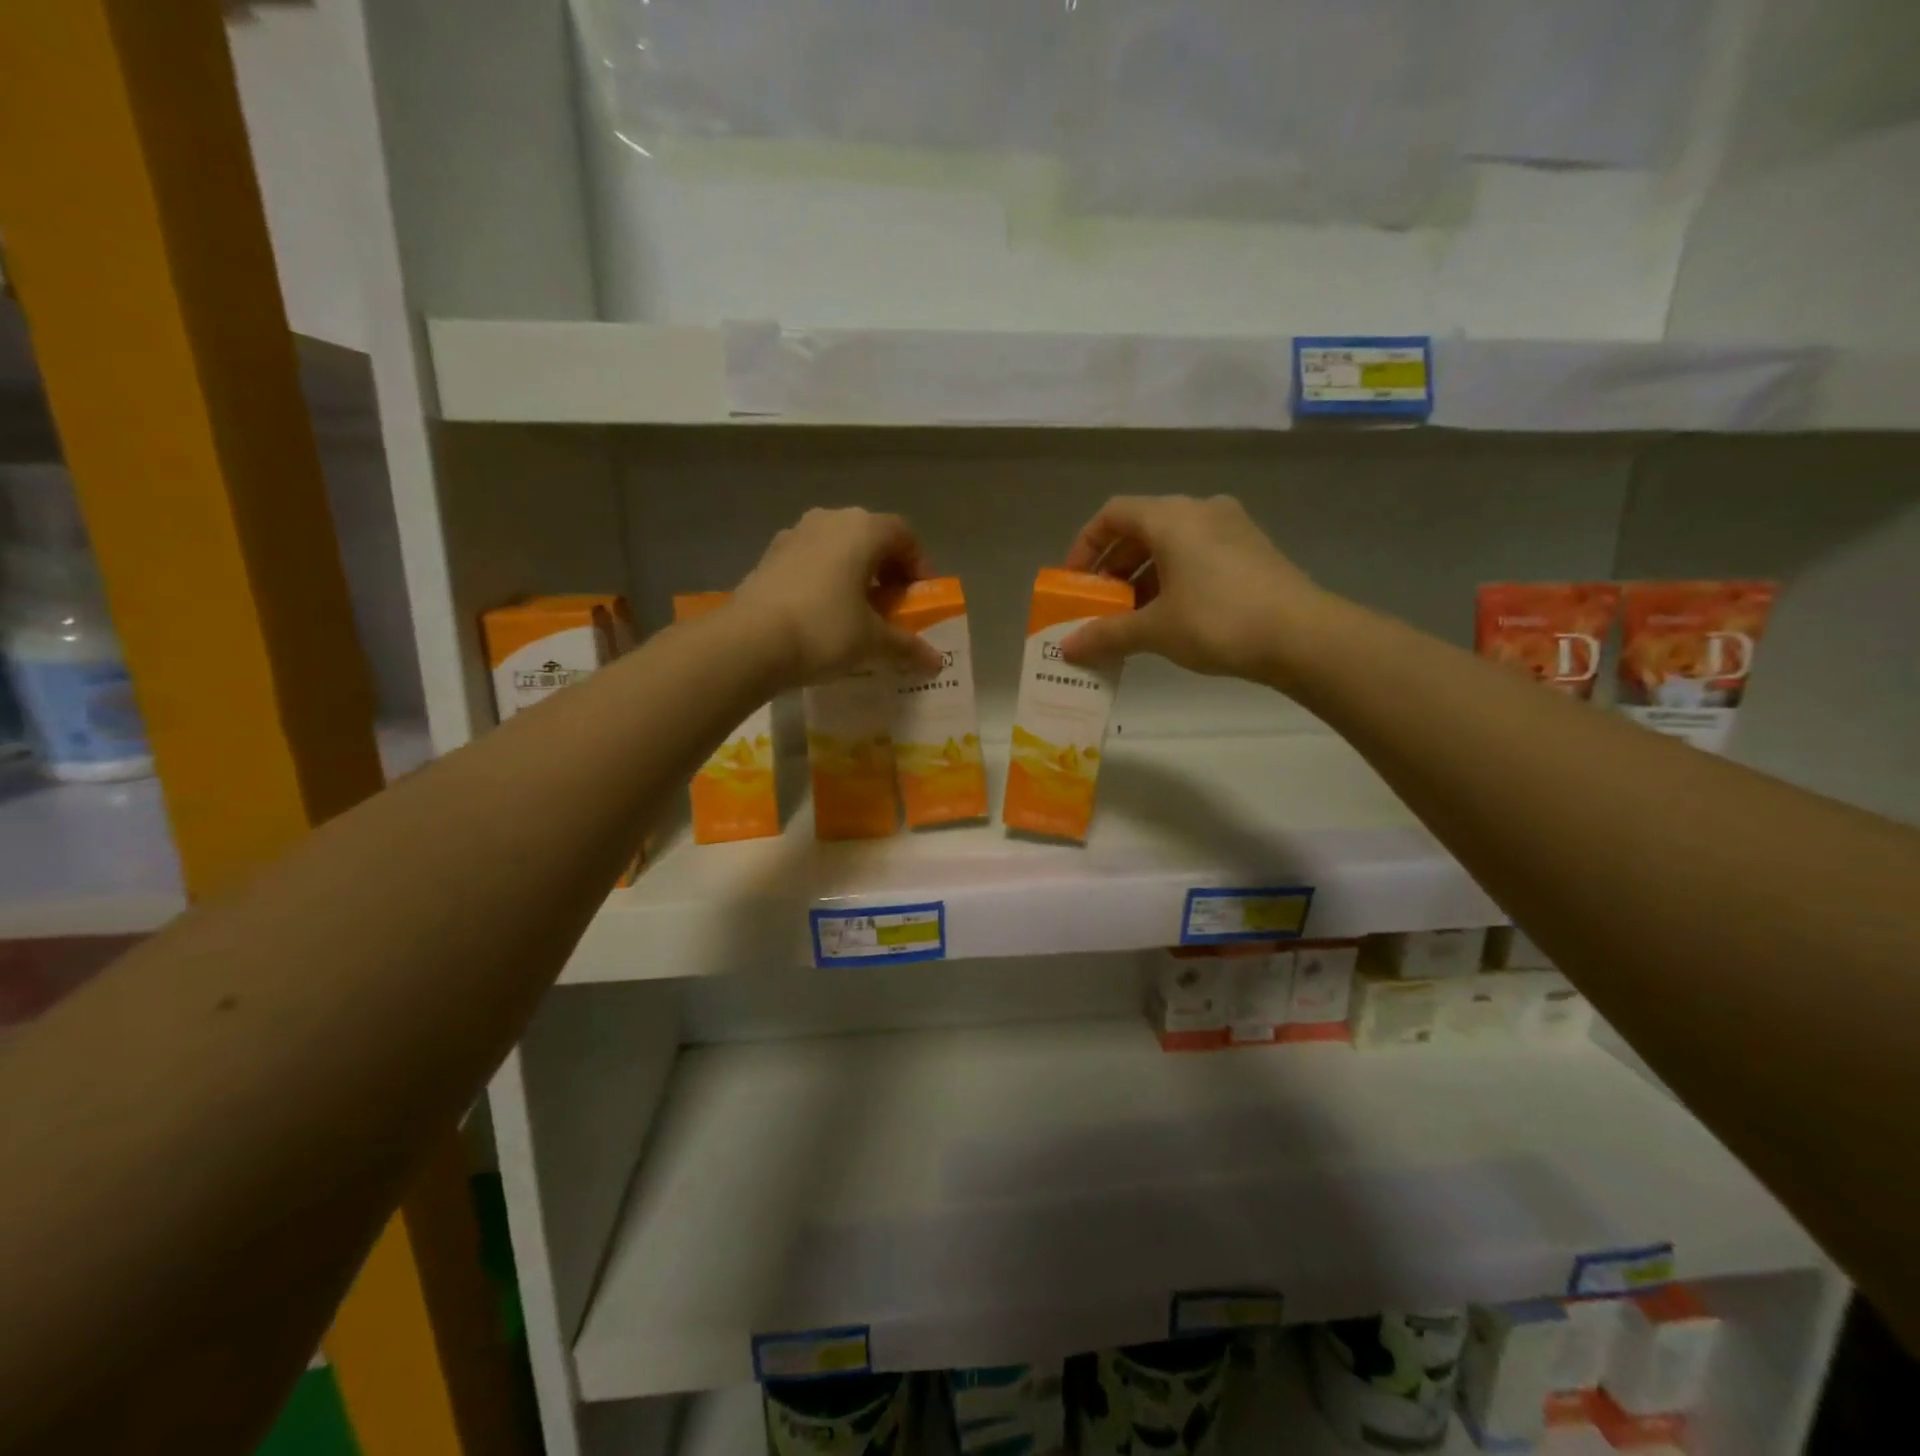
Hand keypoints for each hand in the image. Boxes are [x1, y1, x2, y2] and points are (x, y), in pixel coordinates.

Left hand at [733, 508, 943, 687]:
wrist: (748, 642)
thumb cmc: (824, 630)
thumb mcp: (873, 643)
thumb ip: (908, 647)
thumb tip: (936, 663)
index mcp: (862, 530)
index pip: (904, 535)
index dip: (919, 565)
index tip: (922, 597)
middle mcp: (828, 521)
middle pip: (870, 538)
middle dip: (887, 571)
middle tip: (893, 606)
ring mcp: (793, 536)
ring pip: (837, 549)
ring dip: (854, 575)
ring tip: (858, 612)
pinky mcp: (768, 558)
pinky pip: (810, 563)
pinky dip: (825, 581)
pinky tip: (823, 615)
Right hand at [1058, 495, 1325, 684]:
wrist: (1303, 636)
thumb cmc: (1218, 621)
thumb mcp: (1155, 630)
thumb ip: (1106, 634)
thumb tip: (1067, 649)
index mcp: (1172, 516)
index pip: (1112, 515)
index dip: (1084, 546)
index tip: (1073, 582)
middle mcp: (1200, 510)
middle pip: (1140, 528)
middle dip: (1112, 567)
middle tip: (1098, 604)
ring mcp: (1231, 528)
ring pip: (1170, 544)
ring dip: (1141, 576)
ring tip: (1130, 617)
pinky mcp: (1251, 550)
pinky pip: (1196, 554)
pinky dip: (1172, 578)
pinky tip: (1169, 615)